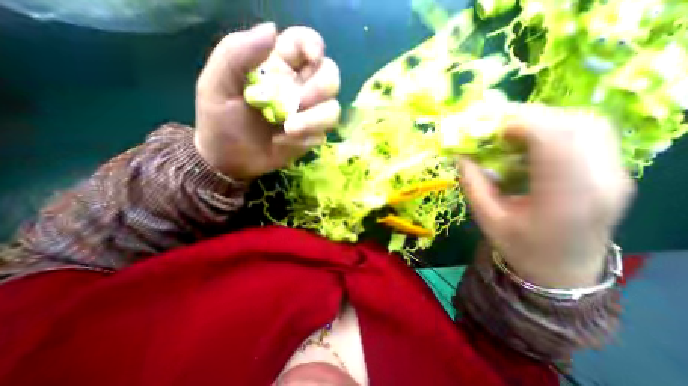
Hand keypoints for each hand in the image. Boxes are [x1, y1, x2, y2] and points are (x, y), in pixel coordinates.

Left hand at [193, 23, 340, 179]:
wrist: (230, 159)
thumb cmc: (220, 120)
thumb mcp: (217, 84)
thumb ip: (237, 53)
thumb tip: (272, 30)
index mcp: (278, 67)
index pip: (306, 44)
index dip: (314, 46)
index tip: (312, 58)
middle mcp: (299, 88)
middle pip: (331, 77)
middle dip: (320, 89)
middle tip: (299, 103)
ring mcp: (308, 114)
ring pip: (333, 109)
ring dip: (315, 120)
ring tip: (288, 130)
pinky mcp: (310, 136)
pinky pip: (321, 134)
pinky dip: (305, 139)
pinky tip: (283, 143)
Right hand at [458, 105, 635, 288]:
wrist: (562, 270)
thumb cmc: (519, 247)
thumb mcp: (486, 217)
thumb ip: (472, 183)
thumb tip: (461, 155)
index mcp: (564, 199)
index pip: (557, 142)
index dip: (524, 125)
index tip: (494, 129)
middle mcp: (600, 181)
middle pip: (577, 126)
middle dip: (531, 117)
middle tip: (498, 126)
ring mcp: (613, 175)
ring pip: (588, 125)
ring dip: (545, 121)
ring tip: (513, 132)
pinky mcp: (611, 172)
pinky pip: (589, 135)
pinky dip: (556, 129)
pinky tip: (532, 142)